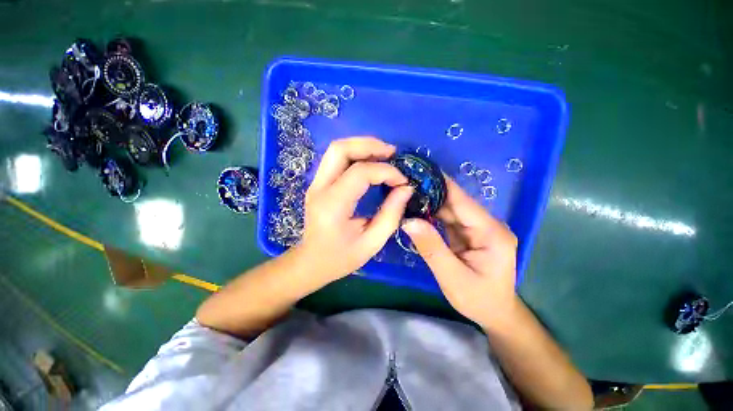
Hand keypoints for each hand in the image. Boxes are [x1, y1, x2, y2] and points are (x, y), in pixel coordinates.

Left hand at [295, 137, 413, 284]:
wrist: (311, 262)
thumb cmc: (340, 258)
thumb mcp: (372, 242)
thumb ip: (391, 214)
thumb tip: (406, 189)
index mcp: (332, 205)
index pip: (360, 173)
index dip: (386, 172)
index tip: (403, 181)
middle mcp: (319, 188)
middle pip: (340, 149)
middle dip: (369, 145)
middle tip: (392, 153)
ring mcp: (316, 183)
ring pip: (337, 149)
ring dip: (362, 146)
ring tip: (385, 154)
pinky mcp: (319, 183)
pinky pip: (337, 159)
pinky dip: (356, 154)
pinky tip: (371, 162)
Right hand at [402, 177, 518, 329]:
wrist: (495, 313)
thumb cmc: (479, 300)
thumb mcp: (452, 277)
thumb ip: (431, 247)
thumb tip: (408, 220)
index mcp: (491, 232)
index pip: (462, 201)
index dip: (441, 184)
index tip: (419, 172)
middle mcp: (486, 225)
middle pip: (455, 202)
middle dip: (430, 192)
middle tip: (405, 184)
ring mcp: (477, 228)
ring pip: (450, 209)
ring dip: (429, 202)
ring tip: (406, 194)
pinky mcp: (468, 233)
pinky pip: (447, 219)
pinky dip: (431, 214)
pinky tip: (416, 210)